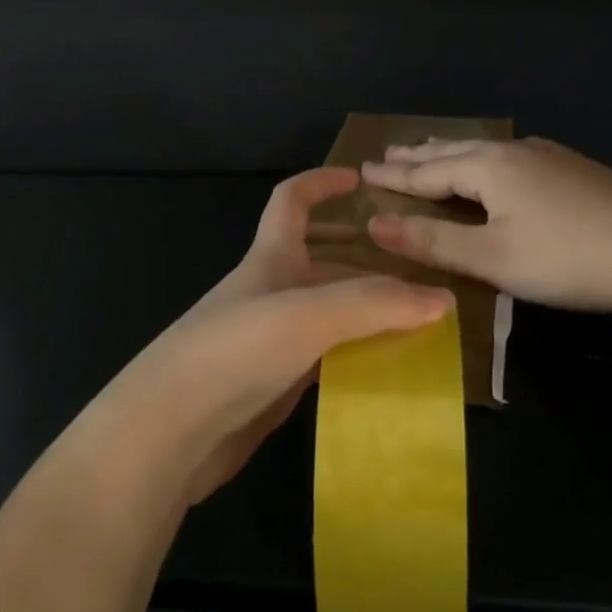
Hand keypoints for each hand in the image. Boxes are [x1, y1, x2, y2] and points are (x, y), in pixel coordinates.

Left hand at [99, 168, 452, 502]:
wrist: (169, 431)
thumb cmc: (235, 351)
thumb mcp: (308, 314)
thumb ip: (375, 303)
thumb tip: (443, 299)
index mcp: (269, 259)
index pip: (291, 201)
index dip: (321, 183)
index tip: (359, 179)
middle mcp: (269, 293)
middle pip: (322, 264)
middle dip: (365, 263)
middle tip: (418, 276)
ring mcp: (269, 342)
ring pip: (328, 316)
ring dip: (366, 316)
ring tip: (419, 328)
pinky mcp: (271, 387)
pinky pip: (324, 361)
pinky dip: (355, 360)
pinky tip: (387, 375)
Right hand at [361, 137, 611, 318]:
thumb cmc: (565, 258)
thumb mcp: (491, 258)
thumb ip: (431, 242)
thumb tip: (374, 224)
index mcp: (488, 168)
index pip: (427, 172)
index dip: (394, 176)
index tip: (362, 170)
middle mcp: (513, 152)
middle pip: (453, 151)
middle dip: (418, 155)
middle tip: (388, 152)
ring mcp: (547, 156)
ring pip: (484, 150)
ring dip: (451, 153)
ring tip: (432, 150)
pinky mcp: (573, 168)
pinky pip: (511, 156)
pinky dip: (484, 159)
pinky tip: (498, 163)